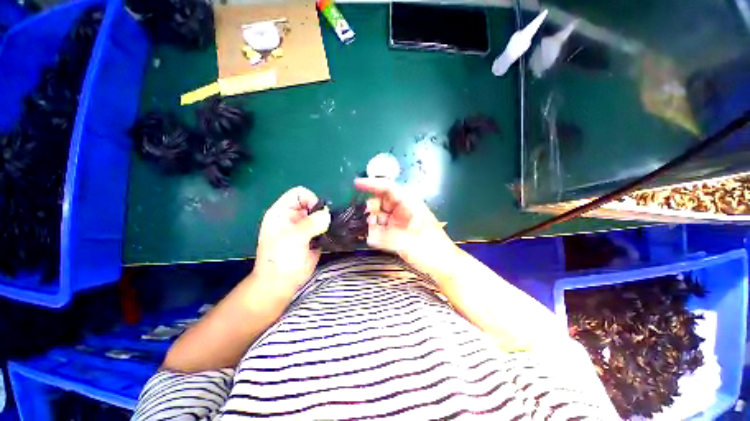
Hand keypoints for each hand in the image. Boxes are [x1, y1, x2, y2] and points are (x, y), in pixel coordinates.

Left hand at [253, 187, 330, 297]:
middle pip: (312, 203)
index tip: (317, 213)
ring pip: (321, 215)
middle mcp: (294, 217)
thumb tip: (328, 214)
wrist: (282, 283)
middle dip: (321, 211)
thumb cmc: (280, 259)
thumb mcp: (293, 238)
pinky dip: (330, 229)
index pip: (299, 193)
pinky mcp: (315, 237)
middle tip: (325, 224)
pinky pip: (325, 227)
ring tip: (329, 230)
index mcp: (282, 212)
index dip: (310, 199)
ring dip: (327, 221)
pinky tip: (331, 236)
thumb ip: (311, 223)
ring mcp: (305, 227)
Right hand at [354, 178, 457, 274]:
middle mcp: (402, 210)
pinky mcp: (397, 232)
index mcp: (409, 204)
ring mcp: (399, 221)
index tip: (356, 184)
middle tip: (369, 220)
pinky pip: (382, 227)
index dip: (372, 184)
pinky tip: (374, 239)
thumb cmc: (432, 250)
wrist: (444, 265)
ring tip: (373, 233)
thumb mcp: (409, 243)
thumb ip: (387, 239)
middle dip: (372, 208)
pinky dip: (376, 232)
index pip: (389, 189)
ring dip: (373, 222)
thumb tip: (369, 237)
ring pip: (380, 215)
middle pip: (381, 201)